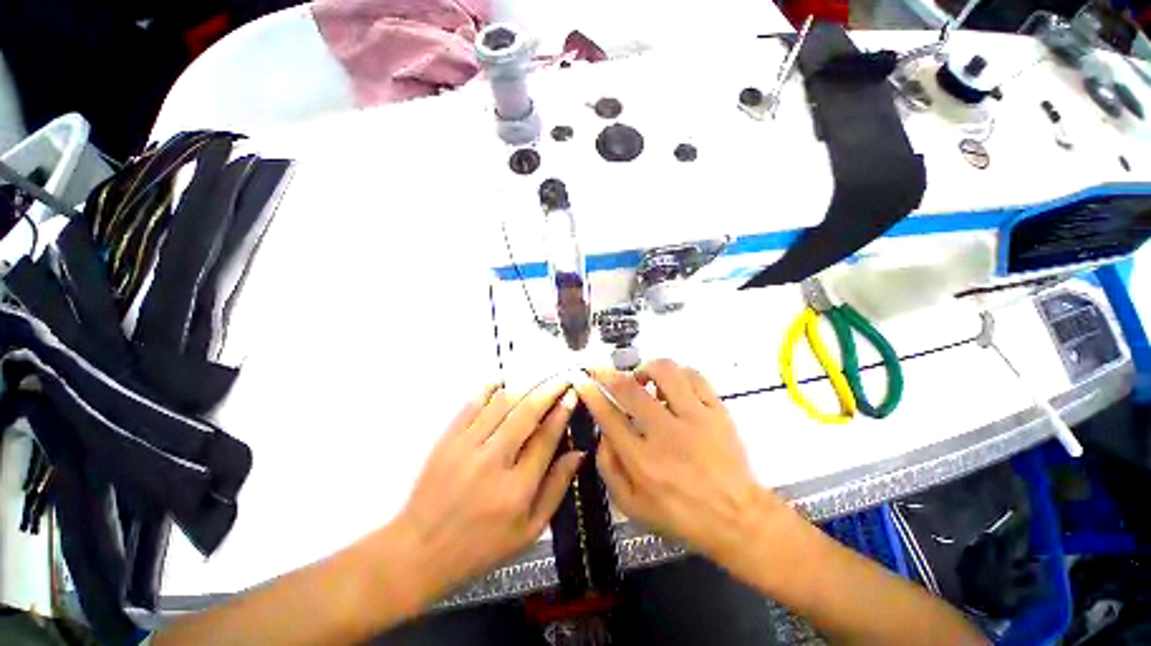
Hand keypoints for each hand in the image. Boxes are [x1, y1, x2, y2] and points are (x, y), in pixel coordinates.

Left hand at [393, 377, 583, 599]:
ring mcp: (466, 447)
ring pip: (501, 403)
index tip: (571, 395)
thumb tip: (578, 453)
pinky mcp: (446, 440)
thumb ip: (556, 489)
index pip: (546, 438)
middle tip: (561, 380)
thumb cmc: (480, 547)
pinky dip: (489, 389)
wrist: (419, 551)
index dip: (562, 413)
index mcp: (516, 490)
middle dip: (548, 391)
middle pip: (526, 413)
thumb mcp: (529, 531)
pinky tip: (502, 382)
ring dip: (524, 387)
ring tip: (538, 381)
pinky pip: (472, 404)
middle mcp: (492, 462)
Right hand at [574, 360, 787, 564]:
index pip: (608, 415)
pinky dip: (677, 372)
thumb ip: (609, 469)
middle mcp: (665, 433)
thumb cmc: (680, 516)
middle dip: (606, 373)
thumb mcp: (633, 507)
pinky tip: (672, 382)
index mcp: (642, 460)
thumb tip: (601, 434)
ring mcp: (695, 418)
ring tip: (642, 378)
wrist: (737, 518)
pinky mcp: (717, 411)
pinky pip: (694, 376)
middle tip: (599, 369)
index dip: (590, 392)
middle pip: (629, 389)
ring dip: (646, 368)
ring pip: (665, 372)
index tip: (581, 379)